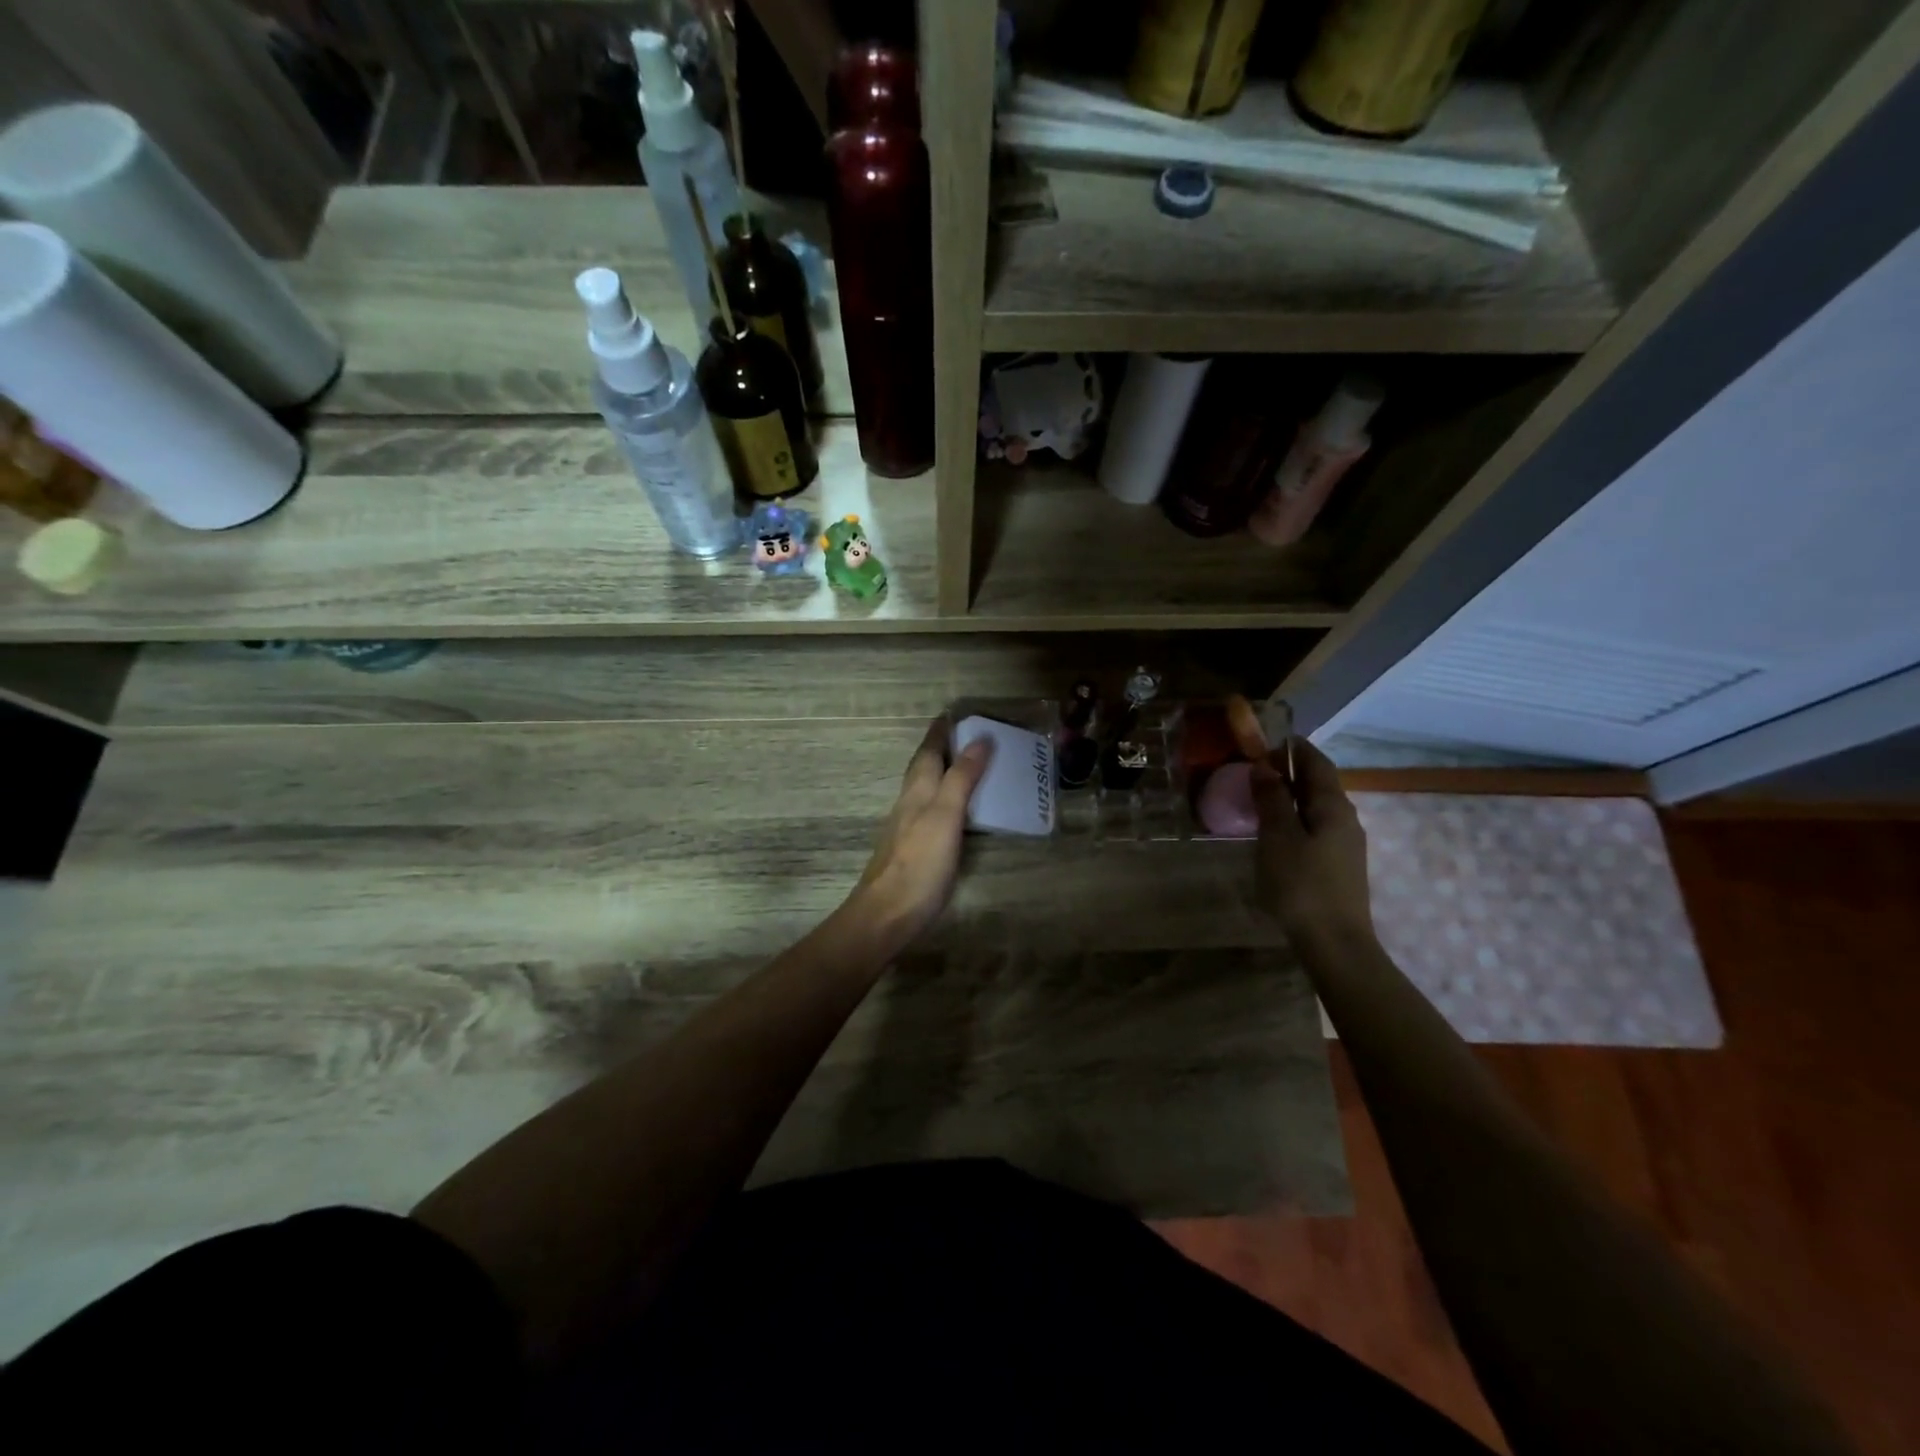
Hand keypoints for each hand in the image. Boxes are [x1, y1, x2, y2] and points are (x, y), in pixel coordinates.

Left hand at [845, 719, 992, 952]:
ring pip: (924, 790)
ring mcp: (907, 828)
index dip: (940, 732)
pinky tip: (954, 812)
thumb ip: (962, 778)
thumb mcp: (945, 816)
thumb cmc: (919, 863)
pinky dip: (944, 801)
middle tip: (967, 736)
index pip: (928, 751)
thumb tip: (980, 739)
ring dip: (943, 774)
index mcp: (917, 791)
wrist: (886, 915)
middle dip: (941, 749)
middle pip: (923, 768)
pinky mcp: (911, 850)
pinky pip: (930, 812)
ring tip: (966, 767)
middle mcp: (908, 804)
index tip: (954, 713)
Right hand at [1251, 737, 1374, 948]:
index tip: (1265, 740)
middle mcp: (1346, 819)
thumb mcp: (1278, 837)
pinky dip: (1294, 819)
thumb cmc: (1302, 884)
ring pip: (1316, 808)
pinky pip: (1315, 829)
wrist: (1334, 944)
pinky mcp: (1338, 866)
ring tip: (1259, 799)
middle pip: (1319, 784)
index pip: (1316, 763)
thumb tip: (1264, 766)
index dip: (1293, 748)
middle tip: (1254, 769)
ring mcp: (1345, 845)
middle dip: (1289, 771)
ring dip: (1290, 797)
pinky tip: (1275, 833)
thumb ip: (1272, 799)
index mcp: (1334, 806)